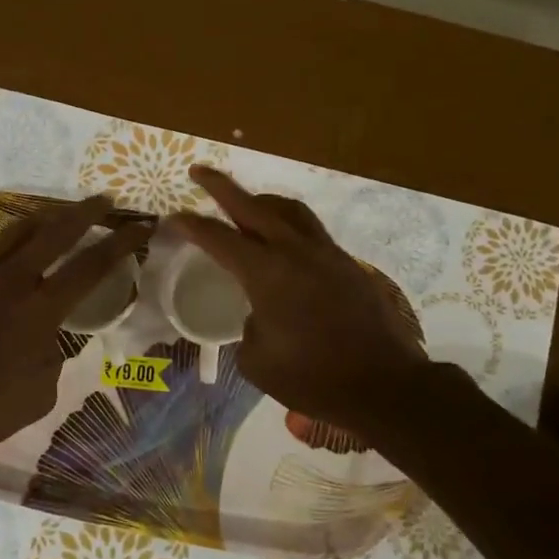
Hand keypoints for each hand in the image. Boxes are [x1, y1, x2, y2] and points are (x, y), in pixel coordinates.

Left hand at [0, 197, 148, 457]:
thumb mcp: (41, 393)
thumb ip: (54, 357)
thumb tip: (52, 340)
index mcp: (41, 309)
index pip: (91, 265)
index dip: (120, 243)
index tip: (141, 225)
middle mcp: (10, 282)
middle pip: (54, 232)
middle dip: (85, 212)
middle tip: (104, 200)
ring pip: (13, 233)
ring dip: (42, 219)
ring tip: (56, 215)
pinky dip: (0, 245)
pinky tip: (4, 249)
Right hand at [168, 166, 443, 433]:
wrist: (385, 386)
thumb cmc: (313, 378)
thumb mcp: (258, 361)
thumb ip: (248, 329)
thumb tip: (258, 316)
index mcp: (267, 273)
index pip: (219, 238)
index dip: (192, 225)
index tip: (173, 216)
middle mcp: (296, 252)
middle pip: (253, 206)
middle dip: (222, 187)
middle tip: (200, 171)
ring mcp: (327, 254)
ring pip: (290, 210)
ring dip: (262, 200)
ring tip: (247, 204)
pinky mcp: (348, 265)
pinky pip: (312, 231)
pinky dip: (289, 225)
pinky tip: (284, 245)